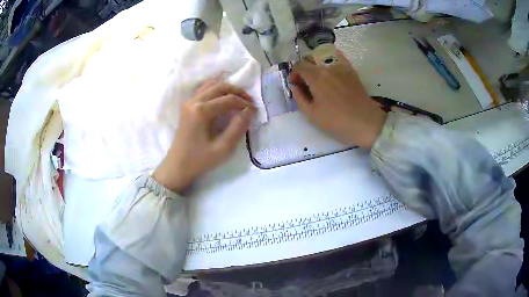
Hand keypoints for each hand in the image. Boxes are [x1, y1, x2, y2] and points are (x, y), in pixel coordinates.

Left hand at [153, 81, 254, 193]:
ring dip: (227, 88)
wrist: (177, 166)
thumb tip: (248, 111)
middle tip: (249, 101)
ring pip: (211, 85)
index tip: (255, 111)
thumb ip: (238, 128)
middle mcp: (194, 101)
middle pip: (220, 86)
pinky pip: (203, 89)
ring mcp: (189, 102)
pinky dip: (216, 89)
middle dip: (237, 91)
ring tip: (239, 98)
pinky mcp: (187, 106)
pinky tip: (223, 97)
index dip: (244, 103)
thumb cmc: (199, 160)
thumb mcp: (223, 149)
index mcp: (201, 111)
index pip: (229, 99)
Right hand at [290, 51, 386, 148]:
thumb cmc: (337, 121)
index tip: (296, 86)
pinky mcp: (351, 71)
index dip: (294, 74)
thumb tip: (294, 85)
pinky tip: (331, 70)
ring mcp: (341, 67)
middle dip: (304, 71)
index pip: (298, 66)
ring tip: (320, 83)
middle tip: (306, 86)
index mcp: (316, 76)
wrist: (365, 122)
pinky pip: (338, 59)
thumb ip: (299, 97)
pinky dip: (331, 62)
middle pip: (310, 61)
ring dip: (317, 68)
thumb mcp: (312, 114)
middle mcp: (327, 67)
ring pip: (323, 61)